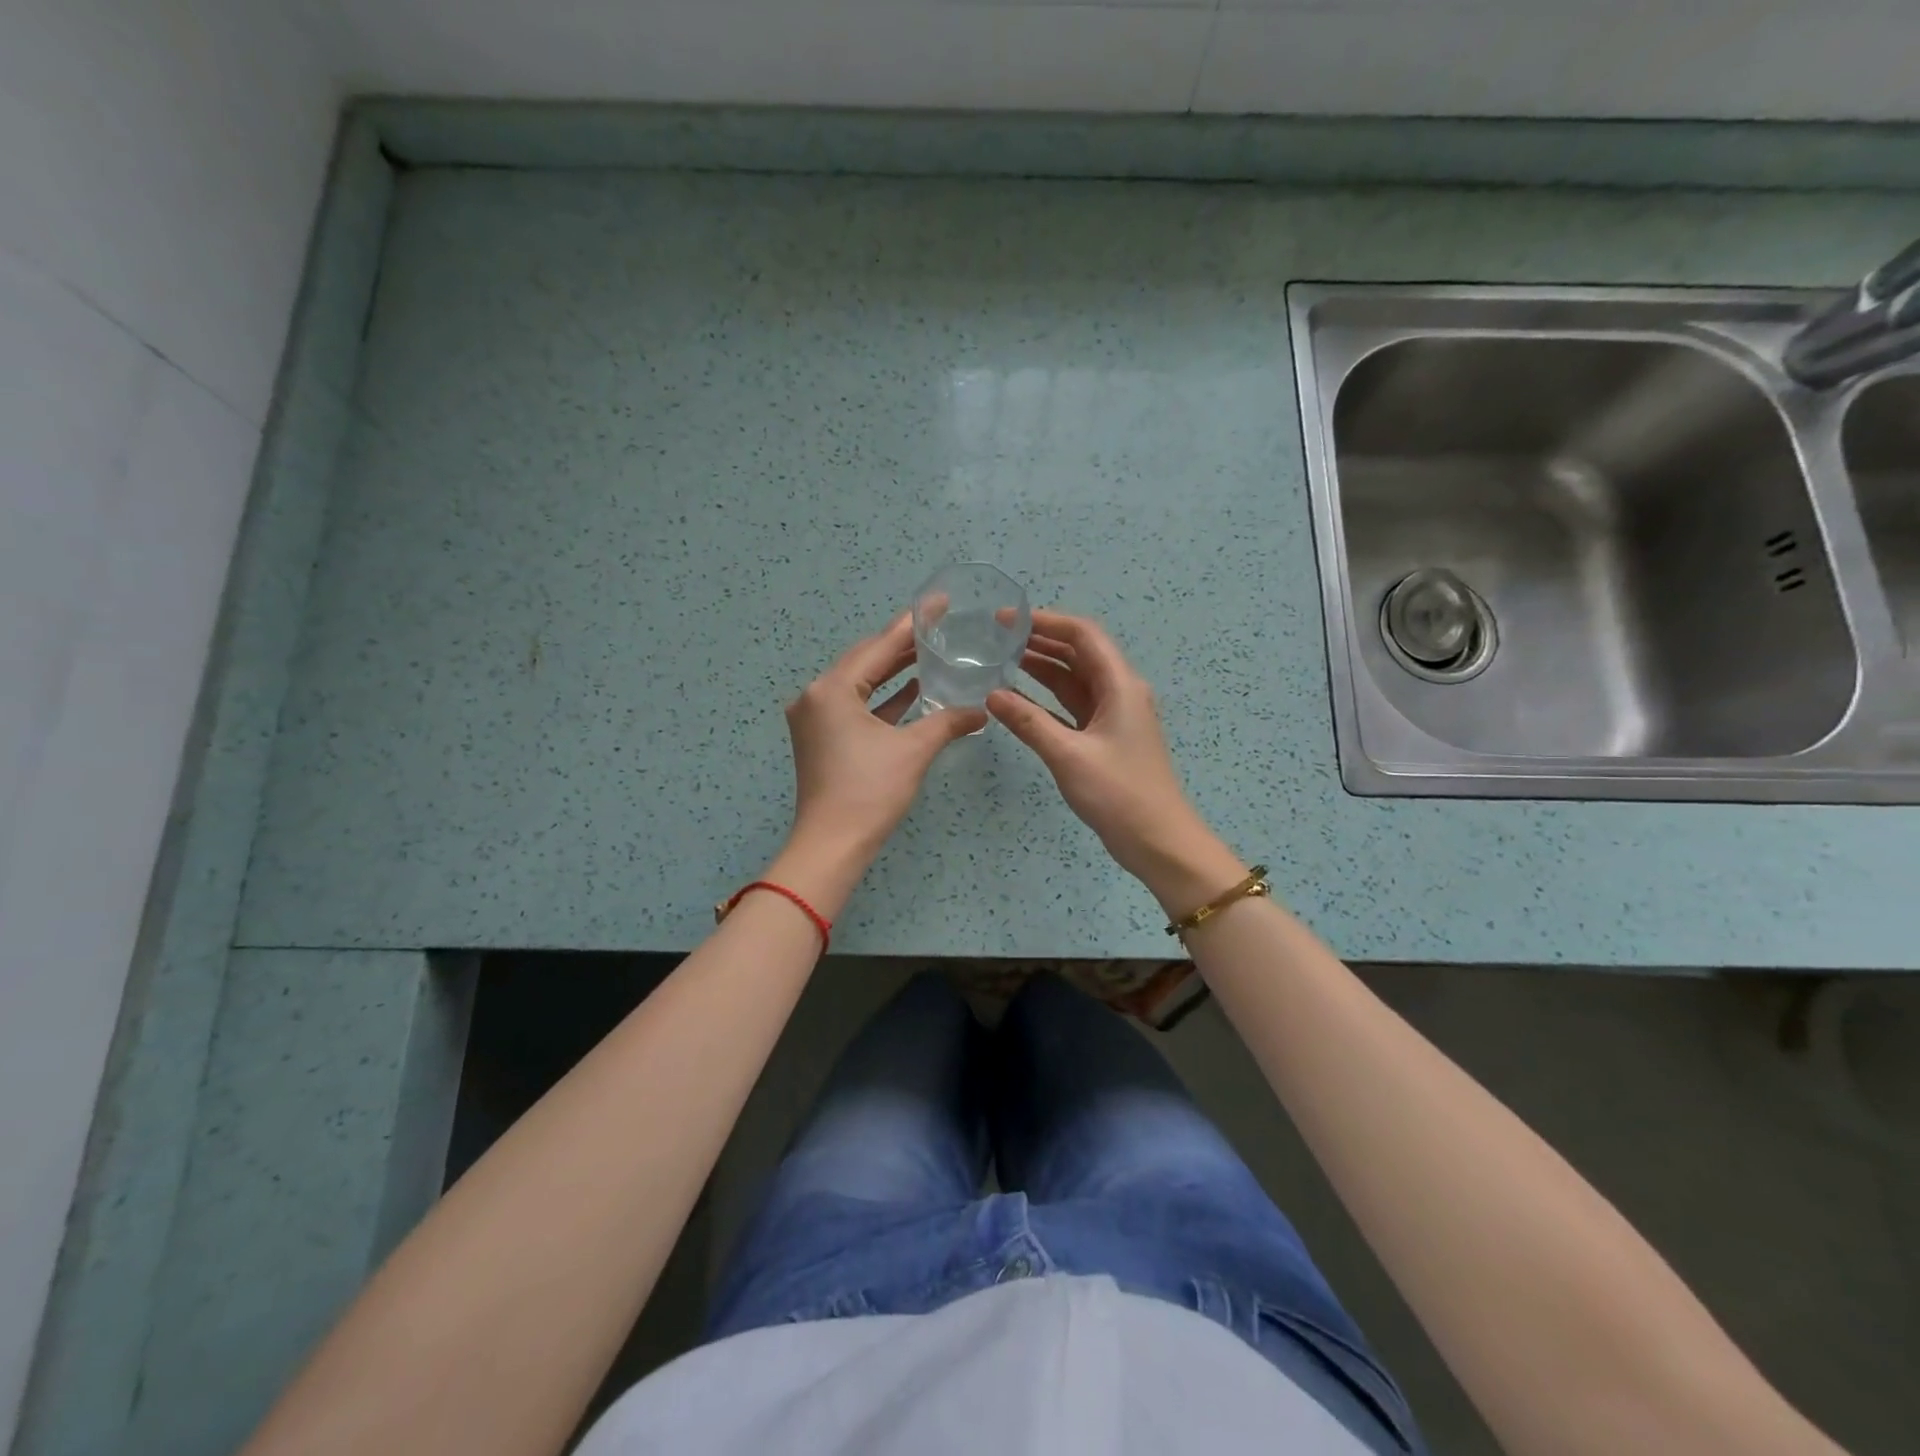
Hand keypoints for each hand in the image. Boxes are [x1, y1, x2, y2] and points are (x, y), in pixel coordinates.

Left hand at [785, 614, 986, 862]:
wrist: (832, 845)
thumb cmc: (870, 791)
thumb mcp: (913, 750)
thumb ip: (947, 721)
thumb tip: (981, 709)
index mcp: (832, 689)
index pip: (879, 646)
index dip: (912, 624)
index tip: (938, 603)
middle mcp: (816, 696)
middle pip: (866, 661)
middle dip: (902, 646)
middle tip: (940, 629)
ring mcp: (815, 719)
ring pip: (860, 685)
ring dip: (893, 673)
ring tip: (931, 655)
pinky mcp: (821, 739)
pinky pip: (855, 707)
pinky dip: (882, 700)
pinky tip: (912, 692)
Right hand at [987, 610, 1244, 914]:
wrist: (1157, 841)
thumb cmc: (1118, 794)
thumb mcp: (1068, 755)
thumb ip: (1028, 722)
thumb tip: (991, 694)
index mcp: (1120, 685)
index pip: (1083, 635)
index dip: (1046, 621)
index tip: (1007, 619)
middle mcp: (1119, 691)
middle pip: (1078, 652)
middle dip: (1039, 640)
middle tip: (996, 638)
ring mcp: (1112, 715)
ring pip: (1073, 679)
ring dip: (1041, 667)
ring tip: (1000, 659)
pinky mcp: (1104, 737)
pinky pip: (1071, 706)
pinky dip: (1046, 698)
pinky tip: (1017, 698)